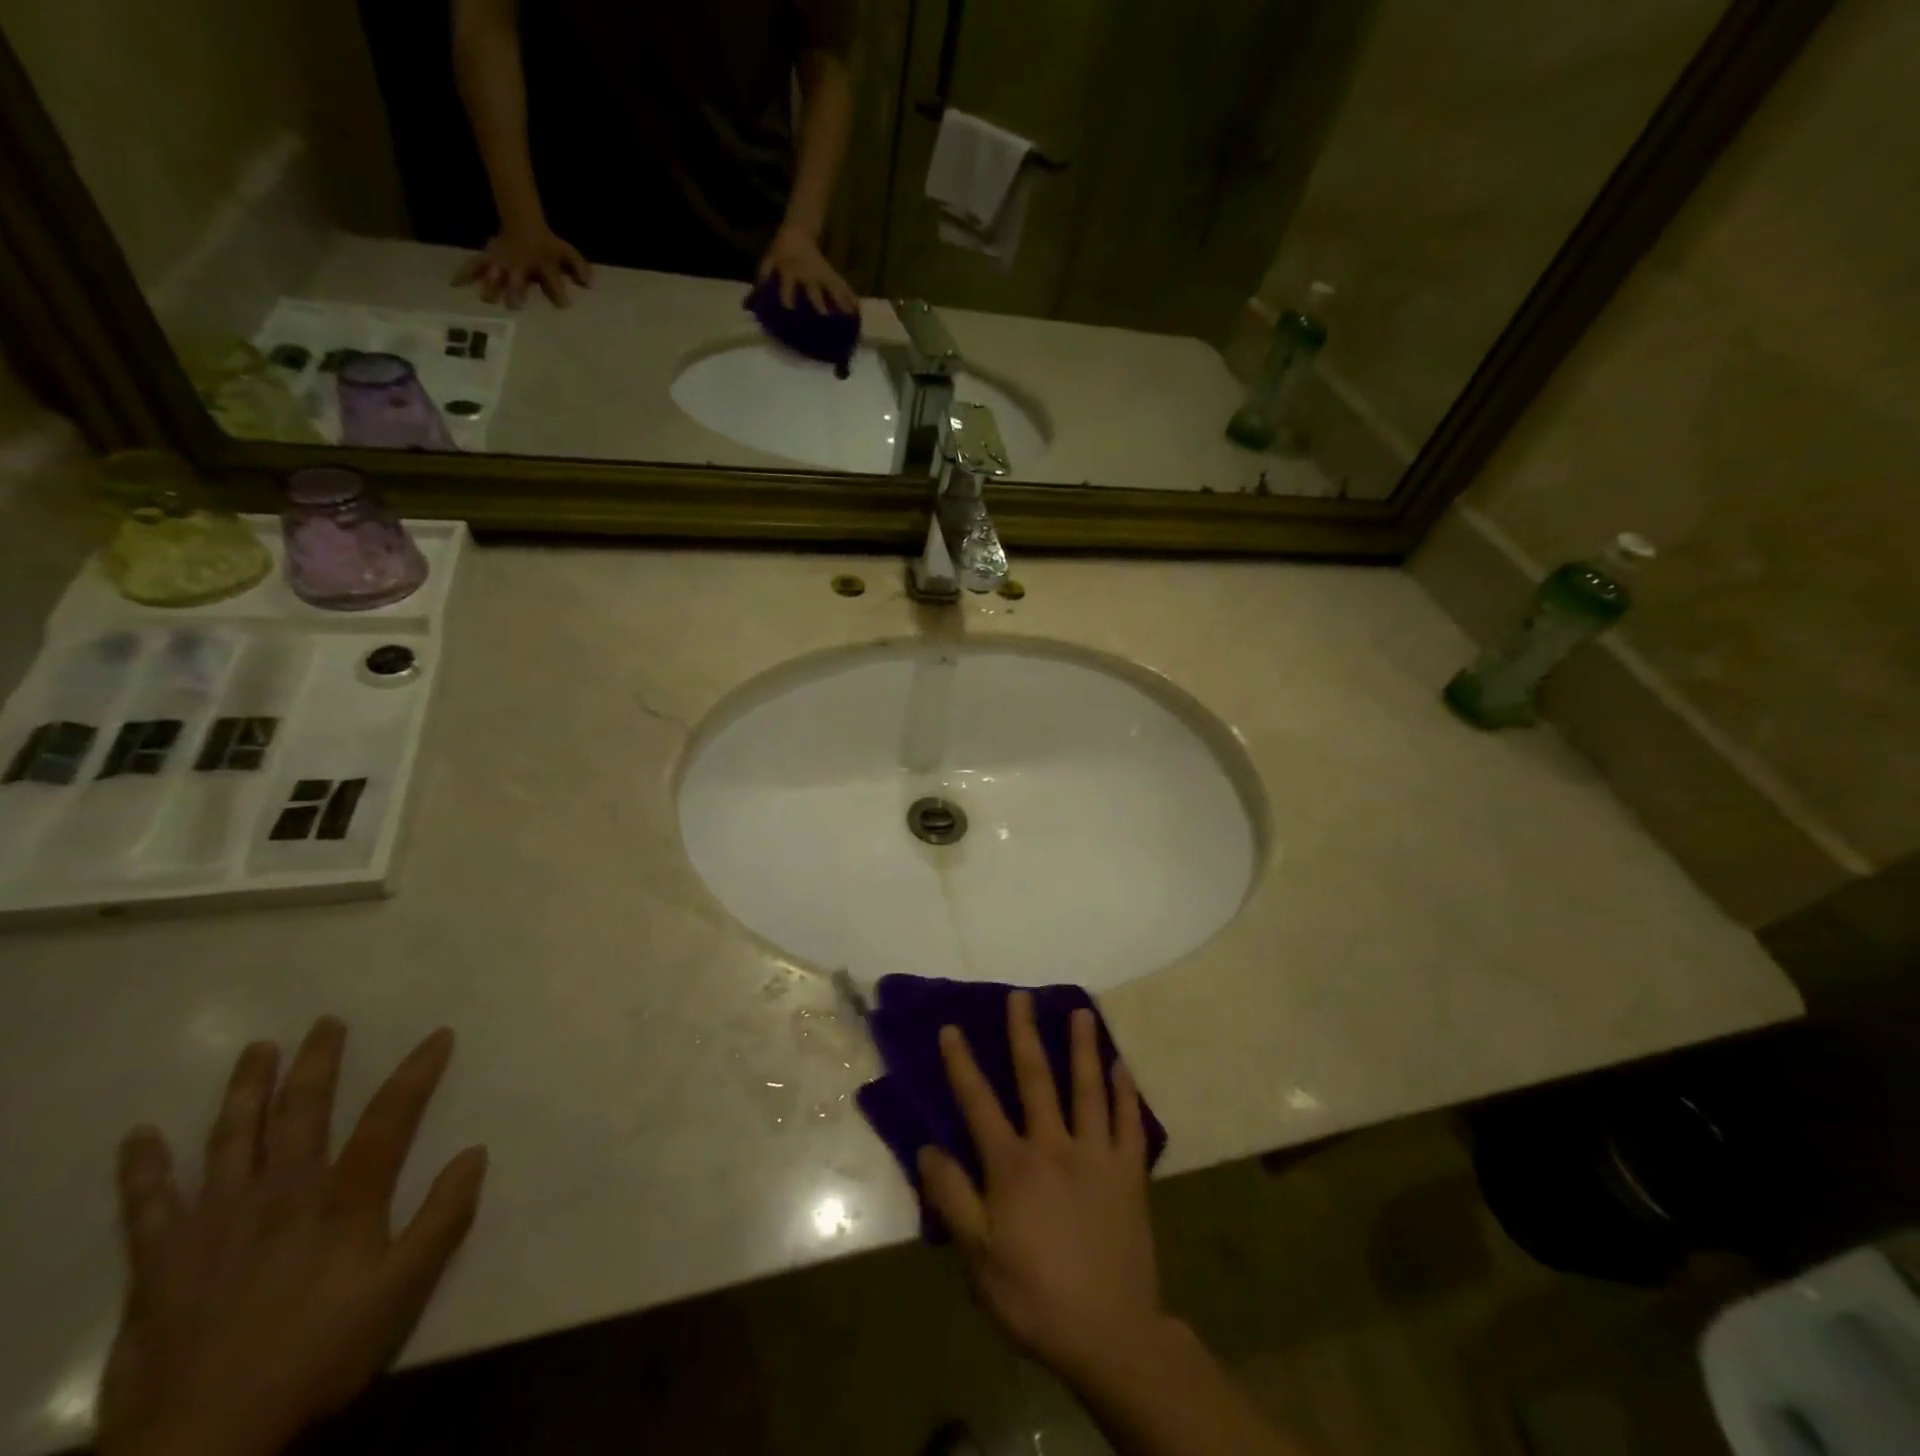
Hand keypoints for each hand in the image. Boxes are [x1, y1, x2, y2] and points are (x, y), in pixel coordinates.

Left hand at [96, 1019, 487, 1455]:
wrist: (203, 1440)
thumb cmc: (318, 1355)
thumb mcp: (403, 1291)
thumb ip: (443, 1220)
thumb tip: (474, 1153)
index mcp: (342, 1201)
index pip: (389, 1118)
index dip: (416, 1072)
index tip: (438, 1034)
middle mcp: (280, 1195)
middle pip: (302, 1113)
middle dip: (318, 1063)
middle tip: (326, 1022)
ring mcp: (215, 1224)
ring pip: (231, 1140)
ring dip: (245, 1091)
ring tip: (257, 1049)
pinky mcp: (160, 1262)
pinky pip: (147, 1206)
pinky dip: (142, 1169)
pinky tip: (138, 1137)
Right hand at [453, 225, 592, 308]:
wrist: (523, 223)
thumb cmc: (548, 245)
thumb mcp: (567, 252)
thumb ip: (580, 268)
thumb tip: (590, 284)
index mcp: (542, 264)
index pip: (553, 279)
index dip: (559, 291)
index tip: (564, 305)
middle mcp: (520, 264)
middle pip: (517, 278)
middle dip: (515, 290)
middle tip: (513, 306)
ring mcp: (502, 260)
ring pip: (494, 273)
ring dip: (491, 285)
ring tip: (487, 299)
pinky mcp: (488, 258)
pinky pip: (474, 264)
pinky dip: (464, 273)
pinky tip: (453, 284)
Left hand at [758, 226, 857, 313]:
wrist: (797, 232)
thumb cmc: (781, 252)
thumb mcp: (769, 261)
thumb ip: (764, 277)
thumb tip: (754, 300)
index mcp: (790, 270)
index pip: (787, 284)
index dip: (787, 295)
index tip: (789, 309)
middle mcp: (808, 274)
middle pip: (813, 290)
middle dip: (818, 303)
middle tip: (825, 317)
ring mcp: (821, 274)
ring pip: (832, 287)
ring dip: (840, 302)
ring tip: (850, 317)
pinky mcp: (831, 274)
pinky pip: (842, 287)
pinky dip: (850, 298)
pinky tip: (857, 311)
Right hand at [918, 993, 1167, 1385]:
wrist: (1110, 1336)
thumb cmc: (1035, 1297)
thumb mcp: (978, 1258)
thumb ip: (953, 1199)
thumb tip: (928, 1148)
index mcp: (1013, 1167)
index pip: (979, 1104)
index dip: (962, 1064)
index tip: (951, 1028)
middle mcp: (1053, 1147)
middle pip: (1036, 1079)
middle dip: (1024, 1035)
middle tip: (1021, 996)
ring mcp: (1096, 1155)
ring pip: (1088, 1089)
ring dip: (1083, 1047)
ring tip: (1081, 1011)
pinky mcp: (1129, 1173)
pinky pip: (1129, 1123)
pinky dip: (1126, 1092)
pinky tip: (1122, 1066)